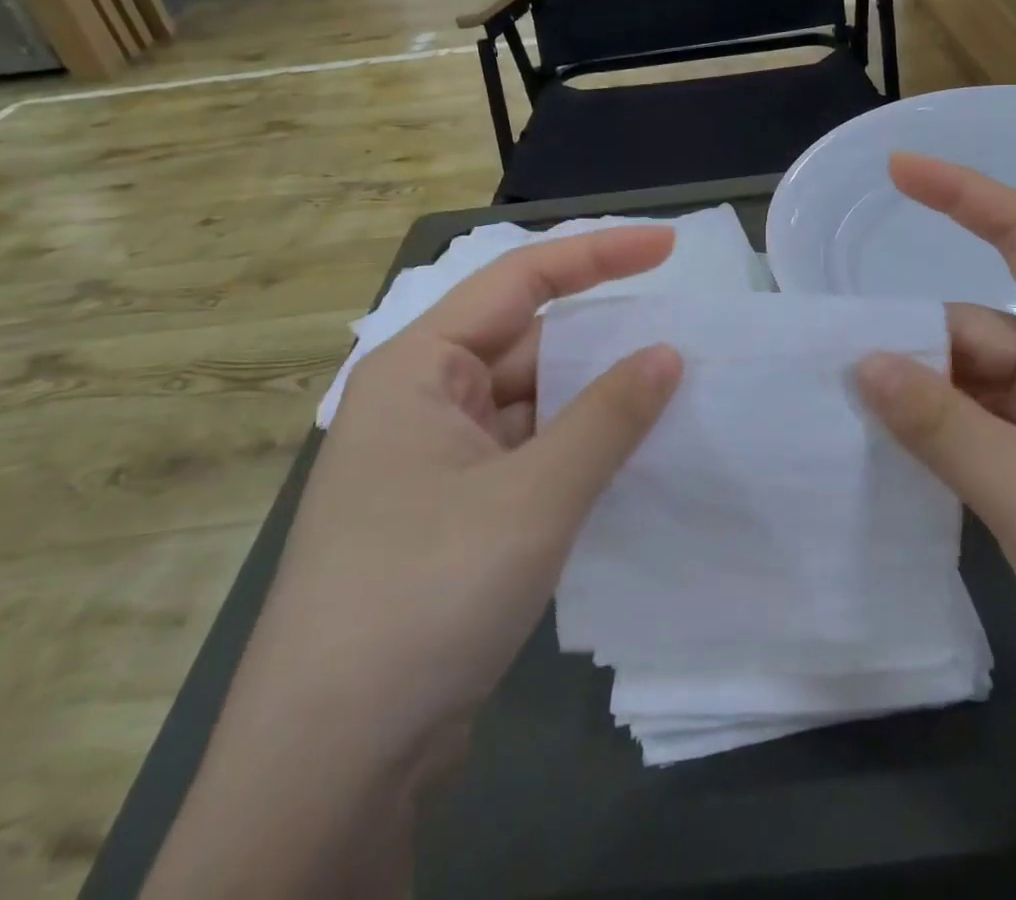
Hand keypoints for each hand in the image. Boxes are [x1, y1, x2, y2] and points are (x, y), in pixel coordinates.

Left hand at [237, 228, 684, 774]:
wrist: (330, 767)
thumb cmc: (423, 596)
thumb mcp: (532, 498)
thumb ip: (607, 417)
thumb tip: (667, 353)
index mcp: (419, 369)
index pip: (519, 281)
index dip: (599, 255)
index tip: (669, 247)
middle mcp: (422, 403)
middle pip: (528, 344)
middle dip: (604, 339)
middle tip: (684, 335)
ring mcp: (436, 463)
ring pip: (533, 405)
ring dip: (596, 401)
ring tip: (675, 393)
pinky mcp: (453, 516)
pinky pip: (530, 455)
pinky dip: (579, 450)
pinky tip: (631, 457)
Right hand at [855, 155, 1015, 736]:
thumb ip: (942, 425)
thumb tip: (863, 364)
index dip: (963, 194)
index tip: (898, 171)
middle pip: (978, 330)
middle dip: (912, 345)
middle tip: (834, 368)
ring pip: (973, 387)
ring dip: (920, 399)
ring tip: (847, 414)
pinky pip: (980, 433)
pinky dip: (938, 439)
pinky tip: (890, 457)